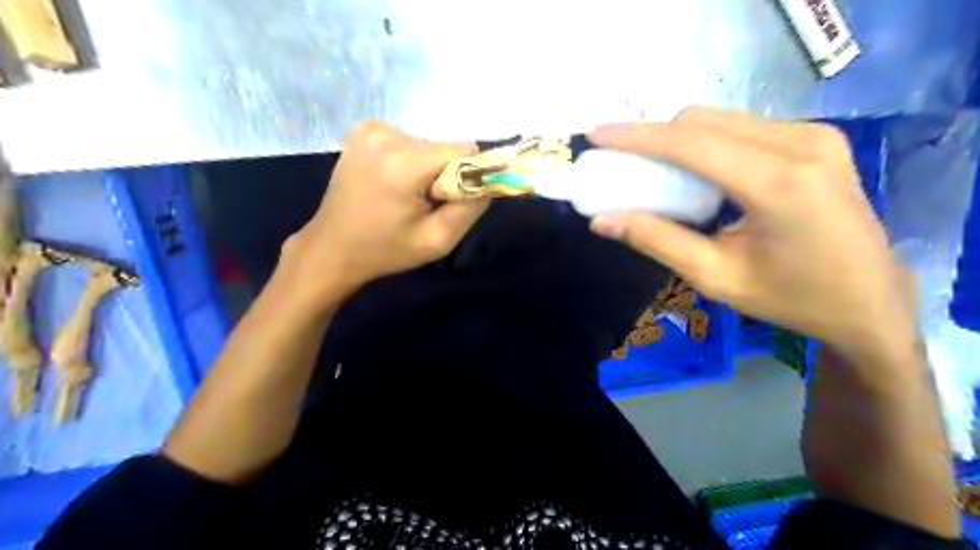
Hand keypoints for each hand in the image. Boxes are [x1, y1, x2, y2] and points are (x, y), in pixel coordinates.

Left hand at [283, 121, 488, 297]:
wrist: (332, 247)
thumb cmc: (386, 250)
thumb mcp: (437, 241)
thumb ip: (470, 208)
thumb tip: (489, 181)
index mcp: (404, 163)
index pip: (463, 151)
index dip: (465, 177)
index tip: (448, 201)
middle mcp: (387, 135)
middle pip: (442, 148)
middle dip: (441, 174)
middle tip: (421, 205)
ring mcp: (370, 129)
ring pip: (425, 144)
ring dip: (424, 169)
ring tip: (402, 197)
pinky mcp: (363, 131)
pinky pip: (406, 142)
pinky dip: (407, 161)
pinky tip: (390, 183)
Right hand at [590, 107, 918, 363]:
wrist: (870, 300)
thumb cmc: (791, 299)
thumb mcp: (715, 277)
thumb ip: (657, 240)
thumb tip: (602, 220)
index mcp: (779, 184)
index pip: (691, 144)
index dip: (637, 137)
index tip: (596, 135)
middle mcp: (801, 144)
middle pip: (703, 121)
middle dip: (653, 137)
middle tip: (622, 163)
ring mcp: (814, 135)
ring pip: (721, 120)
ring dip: (678, 140)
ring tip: (651, 170)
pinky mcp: (816, 138)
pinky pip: (742, 128)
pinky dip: (705, 144)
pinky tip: (693, 172)